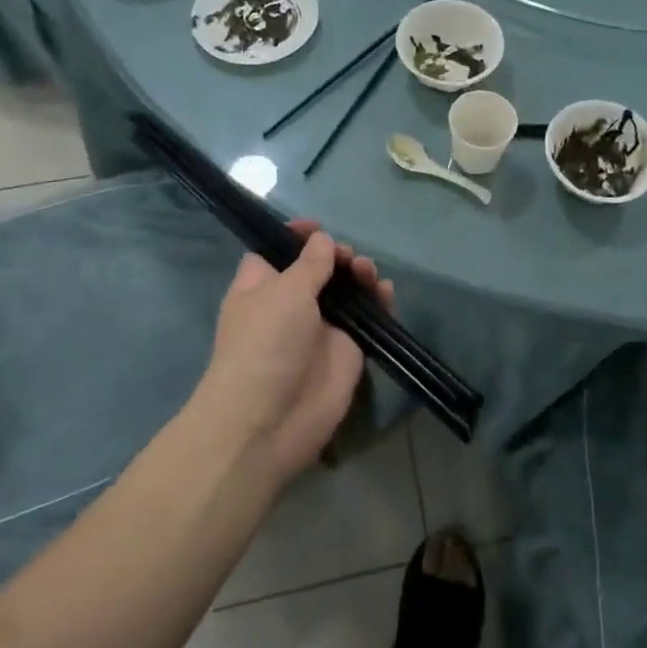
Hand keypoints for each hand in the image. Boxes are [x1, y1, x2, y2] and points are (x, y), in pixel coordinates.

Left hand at [194, 223, 384, 483]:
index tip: (317, 227)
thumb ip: (310, 263)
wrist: (269, 421)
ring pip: (346, 290)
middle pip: (318, 267)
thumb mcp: (284, 292)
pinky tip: (385, 293)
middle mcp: (289, 304)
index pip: (275, 251)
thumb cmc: (265, 344)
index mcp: (261, 286)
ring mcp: (320, 327)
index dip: (295, 236)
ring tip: (367, 273)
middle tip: (346, 258)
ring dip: (359, 275)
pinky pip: (367, 317)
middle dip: (336, 255)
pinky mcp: (346, 349)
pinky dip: (378, 301)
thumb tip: (323, 240)